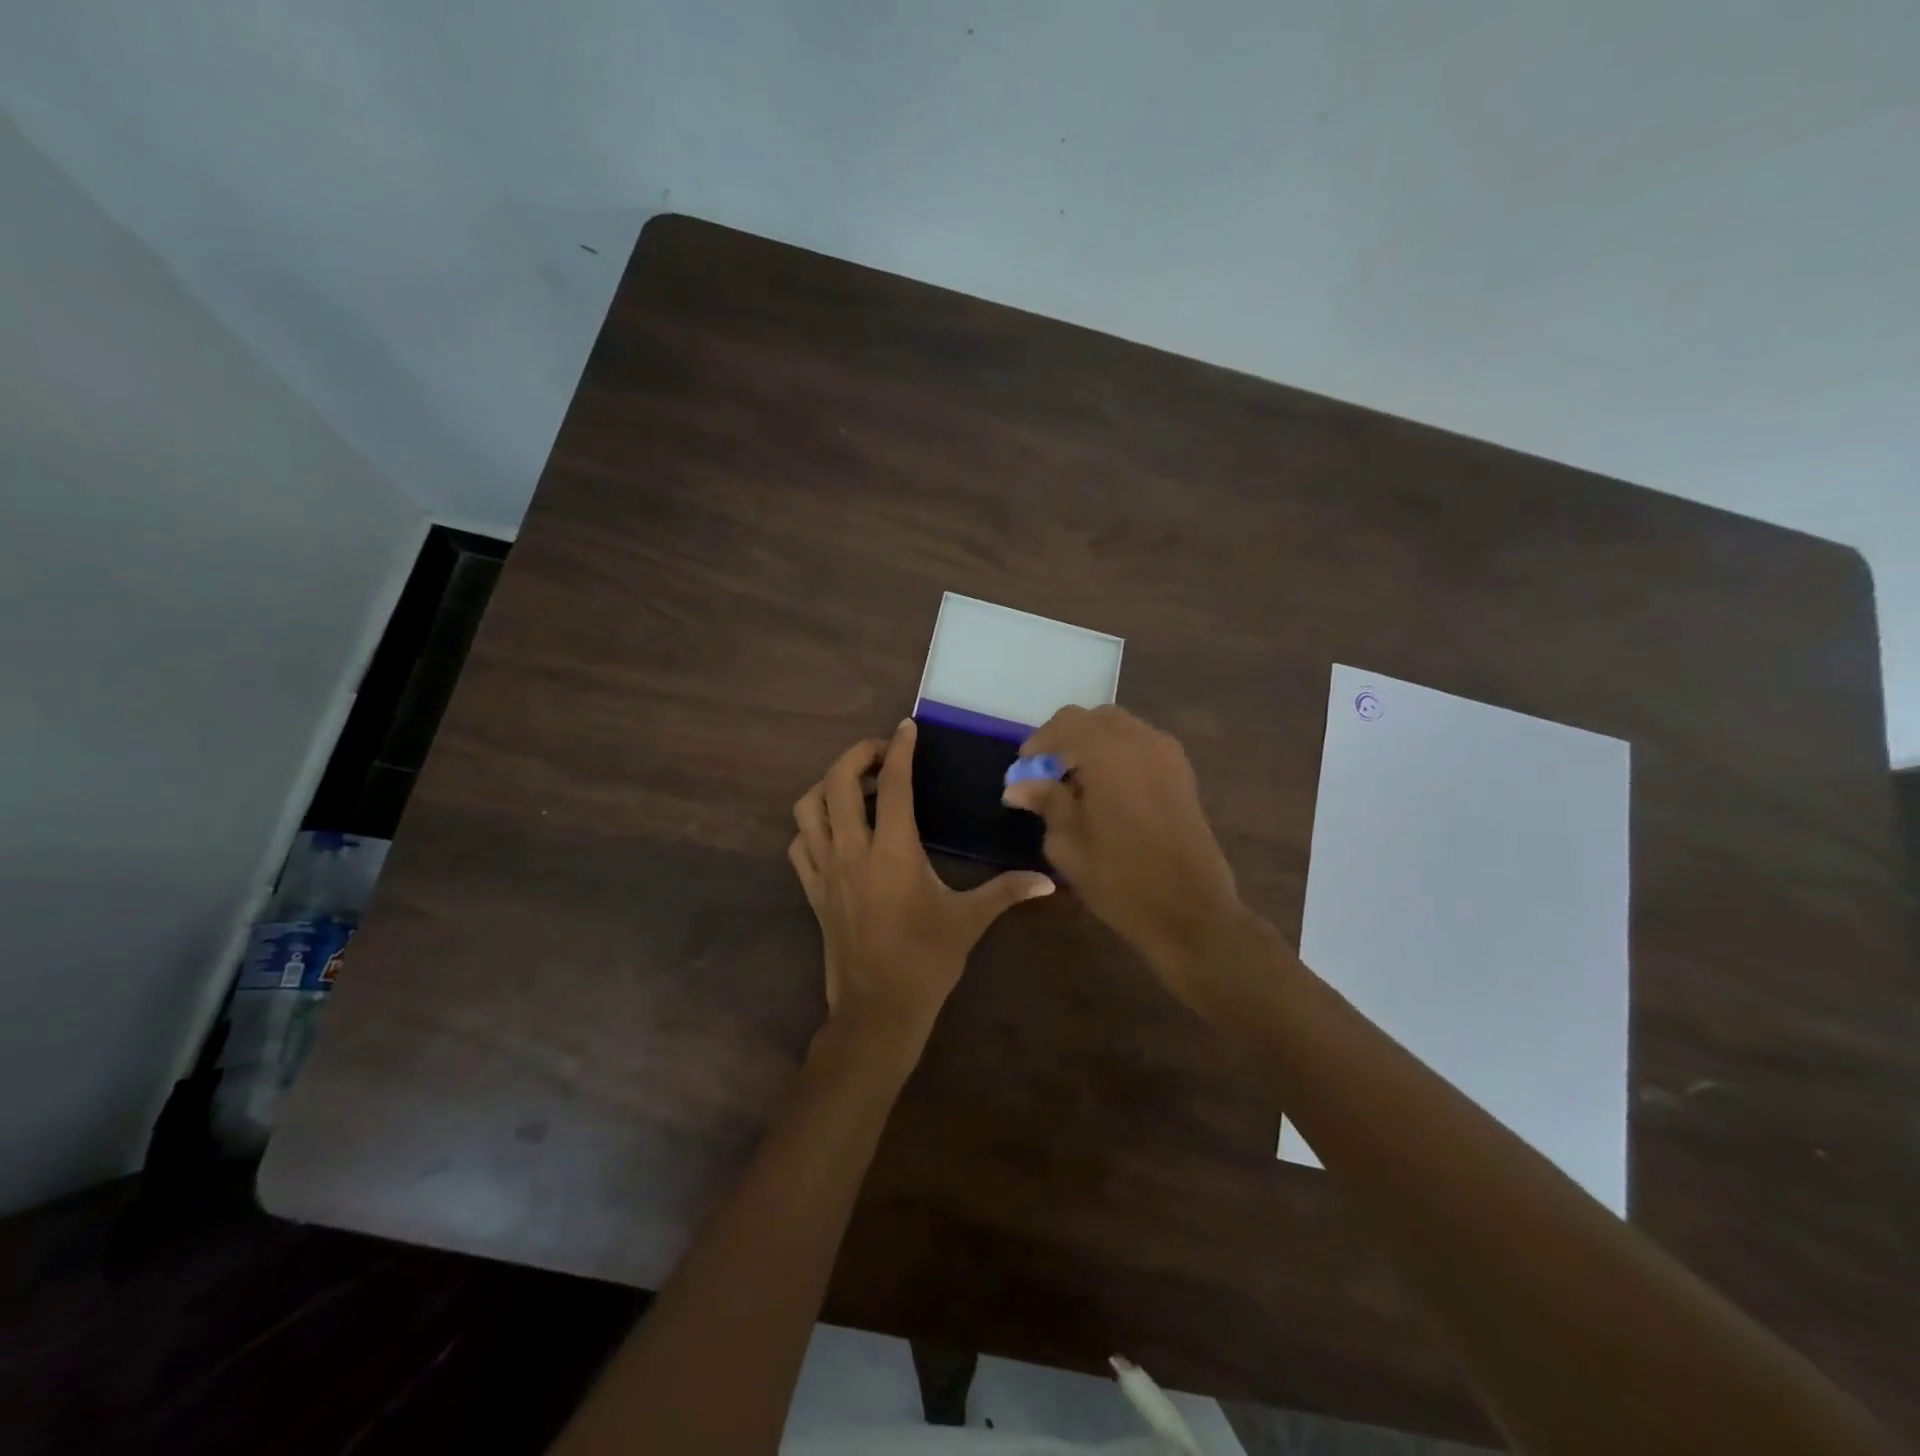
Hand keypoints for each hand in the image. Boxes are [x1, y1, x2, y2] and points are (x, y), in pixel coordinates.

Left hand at [790, 719, 1054, 1062]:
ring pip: (808, 808)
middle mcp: (853, 851)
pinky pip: (800, 844)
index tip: (906, 727)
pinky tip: (835, 830)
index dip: (900, 749)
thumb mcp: (970, 921)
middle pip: (838, 783)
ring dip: (828, 785)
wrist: (877, 1010)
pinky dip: (812, 825)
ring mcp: (826, 870)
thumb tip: (1048, 881)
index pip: (895, 785)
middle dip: (857, 755)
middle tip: (882, 753)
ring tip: (856, 787)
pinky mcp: (813, 890)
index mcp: (893, 851)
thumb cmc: (926, 961)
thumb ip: (1007, 892)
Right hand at [1001, 706, 1240, 991]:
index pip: (1066, 723)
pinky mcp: (1182, 774)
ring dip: (1094, 745)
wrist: (1190, 911)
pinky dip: (1119, 755)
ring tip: (1077, 784)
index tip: (1024, 770)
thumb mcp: (1068, 844)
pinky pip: (1142, 746)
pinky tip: (1108, 791)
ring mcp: (1168, 755)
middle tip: (1049, 773)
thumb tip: (1019, 785)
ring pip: (1122, 729)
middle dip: (1068, 738)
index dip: (1040, 742)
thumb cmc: (1120, 879)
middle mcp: (1142, 741)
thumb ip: (1046, 802)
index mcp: (1109, 753)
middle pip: (1096, 718)